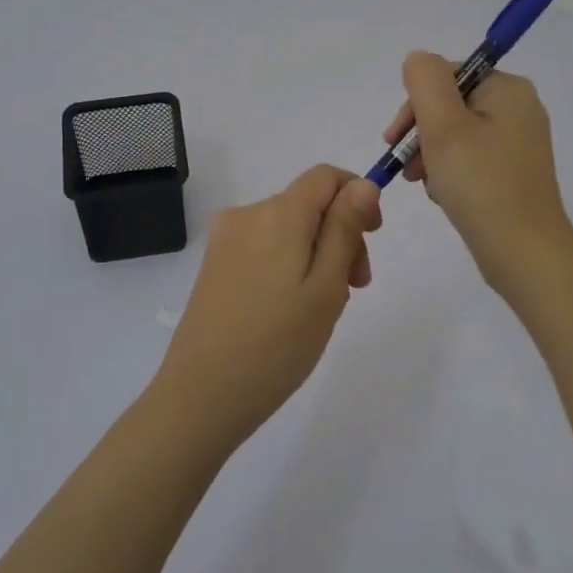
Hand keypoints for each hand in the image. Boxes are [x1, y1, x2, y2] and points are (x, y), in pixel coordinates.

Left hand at [154, 165, 381, 448]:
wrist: (201, 397)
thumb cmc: (276, 345)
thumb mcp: (326, 287)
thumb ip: (345, 229)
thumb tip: (363, 184)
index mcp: (278, 213)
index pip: (325, 176)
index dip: (357, 196)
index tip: (372, 238)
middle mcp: (248, 214)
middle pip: (308, 203)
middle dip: (340, 233)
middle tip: (355, 288)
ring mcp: (226, 239)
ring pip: (288, 227)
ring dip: (317, 253)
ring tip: (322, 306)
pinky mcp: (214, 264)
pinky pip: (265, 246)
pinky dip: (289, 264)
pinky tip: (290, 309)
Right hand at [384, 52, 572, 290]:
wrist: (524, 254)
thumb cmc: (481, 184)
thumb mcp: (443, 125)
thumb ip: (424, 80)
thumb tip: (417, 60)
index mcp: (507, 89)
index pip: (446, 76)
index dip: (415, 104)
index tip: (396, 139)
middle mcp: (518, 109)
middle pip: (449, 105)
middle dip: (422, 134)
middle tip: (407, 168)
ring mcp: (518, 142)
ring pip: (455, 134)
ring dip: (432, 155)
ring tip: (427, 185)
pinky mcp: (513, 172)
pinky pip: (470, 158)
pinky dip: (450, 173)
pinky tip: (444, 195)